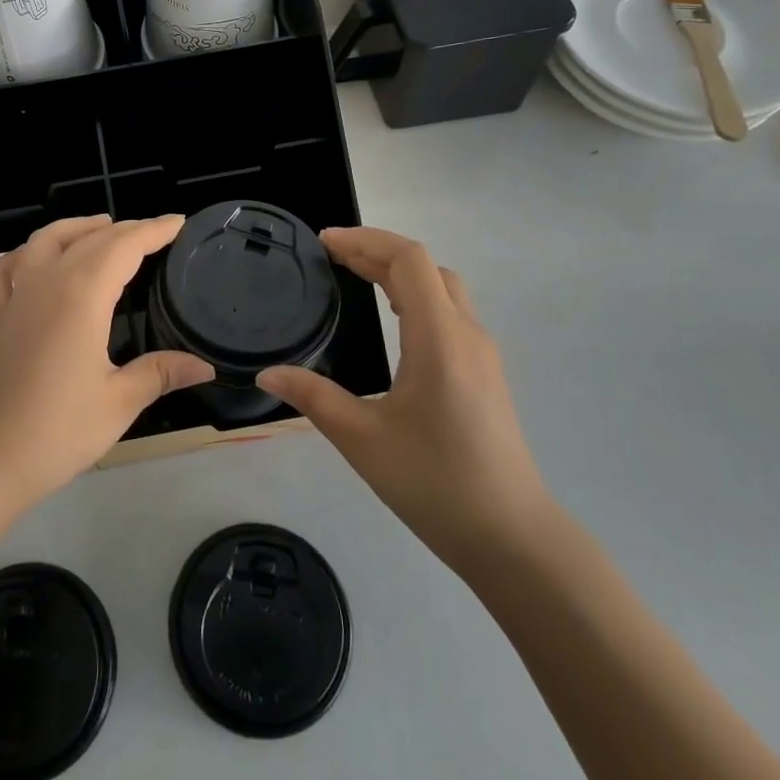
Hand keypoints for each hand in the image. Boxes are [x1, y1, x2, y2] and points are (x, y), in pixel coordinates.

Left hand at [0, 215, 212, 515]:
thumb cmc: (55, 431)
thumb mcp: (118, 403)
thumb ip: (160, 373)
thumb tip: (204, 365)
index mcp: (81, 295)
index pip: (124, 247)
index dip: (154, 231)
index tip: (179, 222)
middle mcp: (46, 283)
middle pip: (89, 239)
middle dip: (125, 229)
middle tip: (154, 232)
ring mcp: (14, 299)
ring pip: (44, 242)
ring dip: (76, 228)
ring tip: (101, 228)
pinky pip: (5, 271)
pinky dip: (23, 255)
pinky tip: (31, 260)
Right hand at [257, 227, 553, 583]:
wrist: (512, 538)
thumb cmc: (435, 484)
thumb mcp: (363, 440)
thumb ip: (313, 398)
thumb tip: (267, 373)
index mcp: (439, 339)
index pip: (409, 260)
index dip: (366, 241)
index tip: (325, 243)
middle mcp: (466, 334)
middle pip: (426, 266)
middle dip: (377, 251)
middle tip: (332, 257)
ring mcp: (482, 354)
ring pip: (443, 288)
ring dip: (399, 272)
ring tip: (356, 276)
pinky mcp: (485, 373)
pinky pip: (449, 312)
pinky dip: (415, 296)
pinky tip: (392, 319)